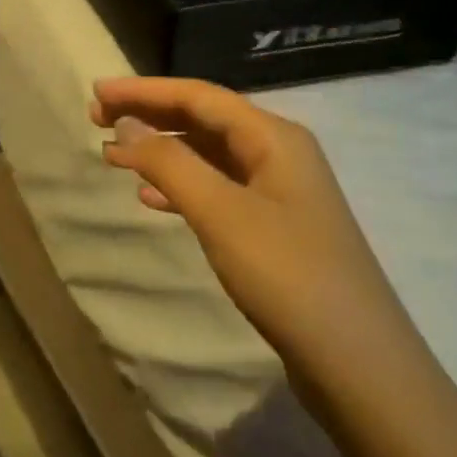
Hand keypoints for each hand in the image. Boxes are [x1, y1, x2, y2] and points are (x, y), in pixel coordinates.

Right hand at [93, 76, 398, 364]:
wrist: (360, 366)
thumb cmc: (288, 276)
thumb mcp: (221, 213)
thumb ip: (169, 163)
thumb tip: (126, 124)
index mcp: (273, 136)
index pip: (198, 95)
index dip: (144, 90)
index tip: (96, 91)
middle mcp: (279, 152)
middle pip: (203, 119)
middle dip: (149, 115)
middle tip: (96, 119)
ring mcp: (280, 192)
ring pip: (208, 155)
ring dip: (161, 151)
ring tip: (113, 156)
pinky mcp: (275, 227)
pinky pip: (218, 189)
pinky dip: (181, 186)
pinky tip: (151, 199)